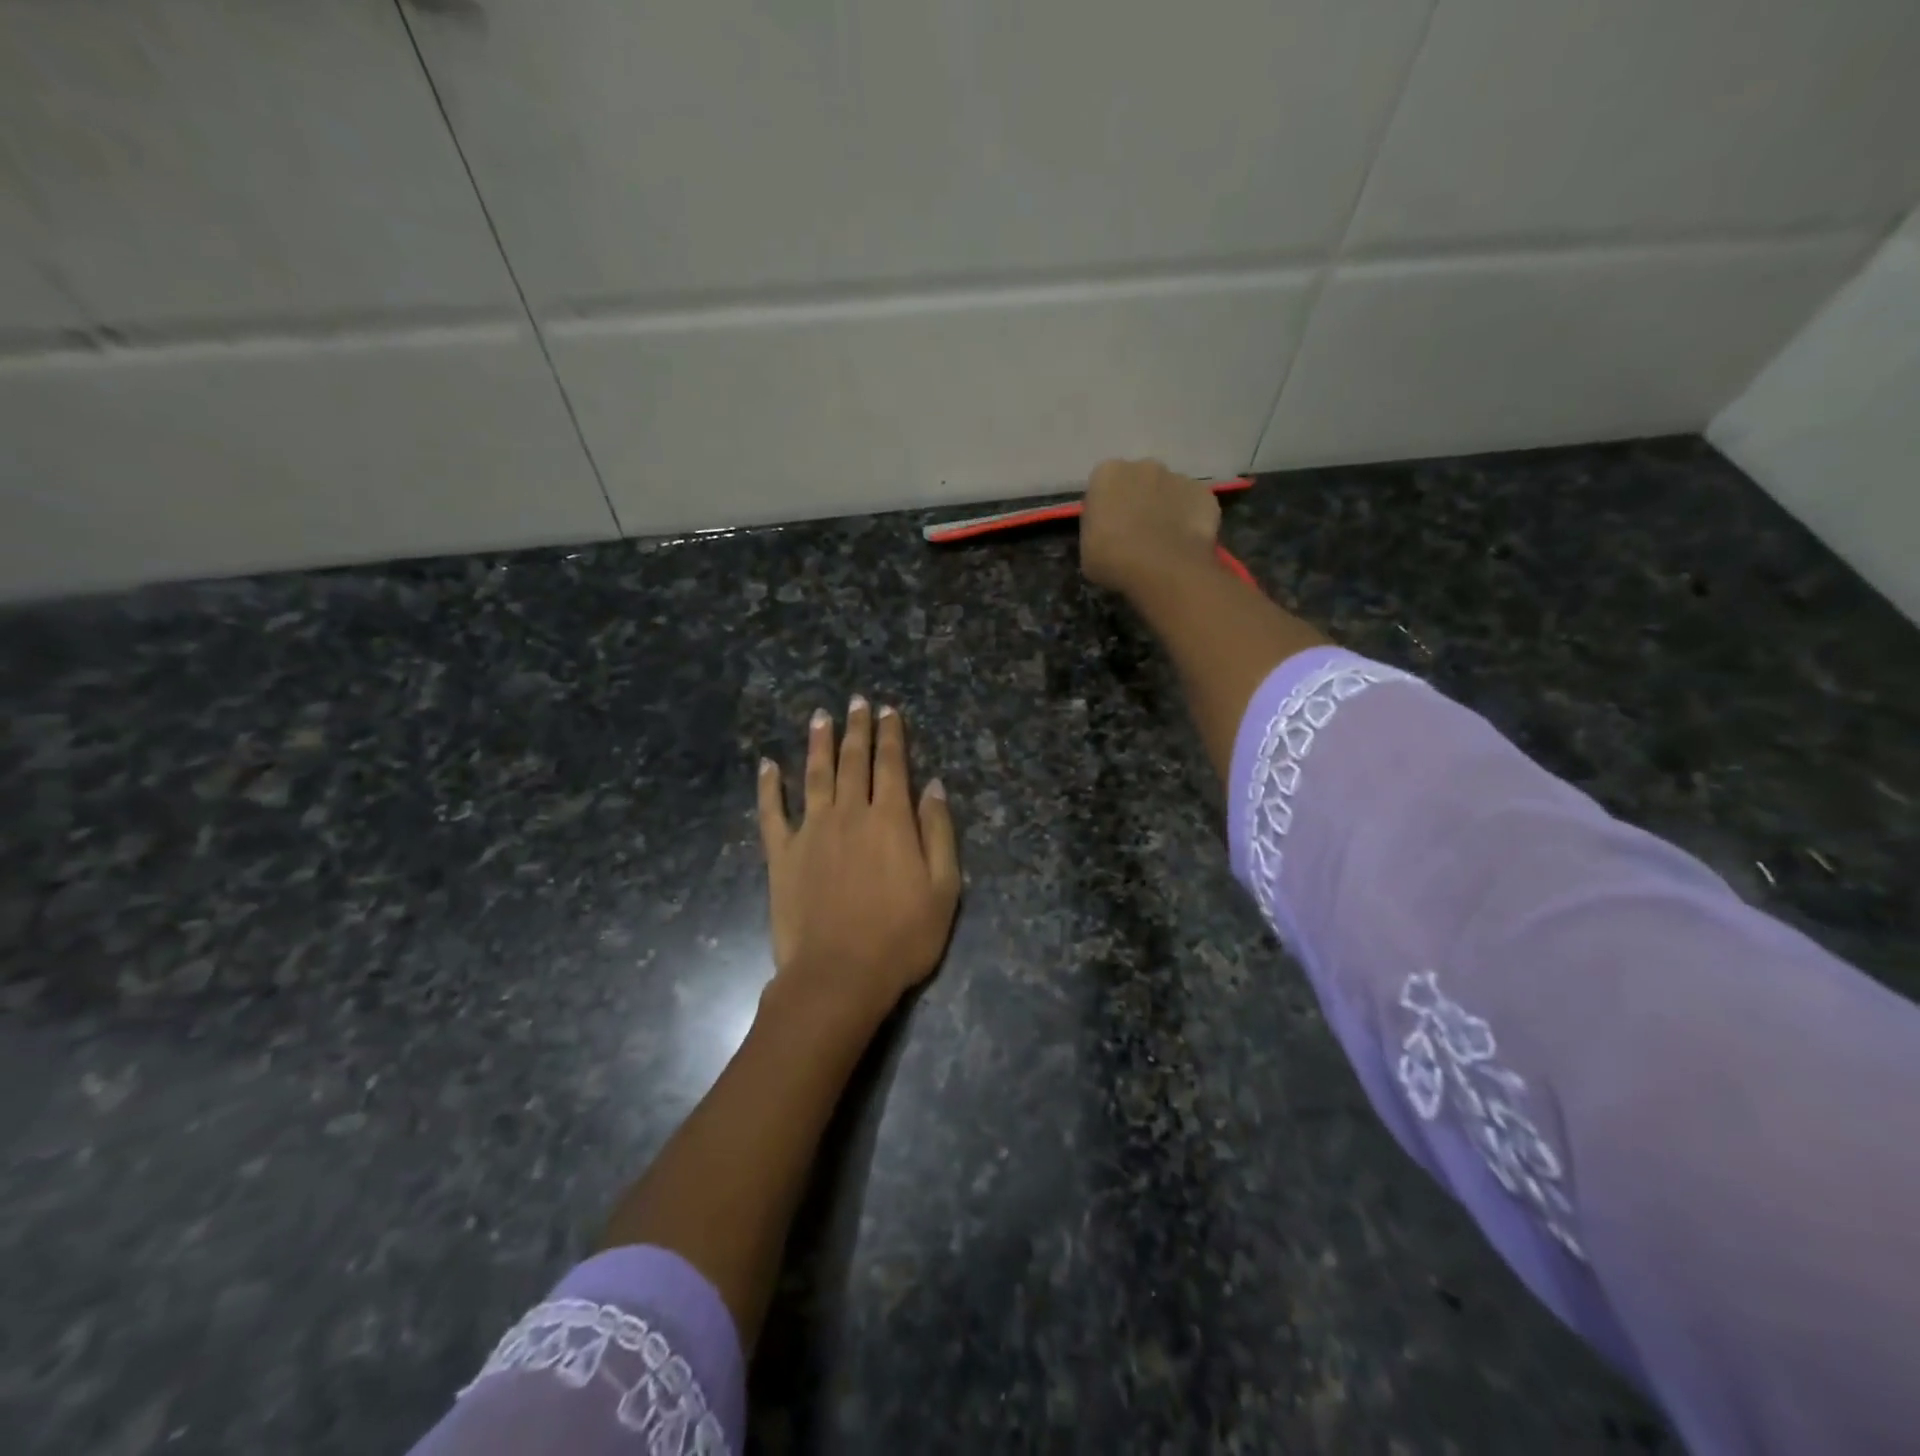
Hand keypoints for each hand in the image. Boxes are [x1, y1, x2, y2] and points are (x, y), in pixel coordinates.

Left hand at [757, 698, 960, 1026]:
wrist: (839, 976)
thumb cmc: (901, 937)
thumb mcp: (943, 889)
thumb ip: (938, 833)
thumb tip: (933, 786)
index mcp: (890, 819)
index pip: (892, 764)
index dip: (891, 735)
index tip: (888, 710)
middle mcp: (849, 813)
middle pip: (853, 761)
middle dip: (856, 728)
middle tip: (855, 701)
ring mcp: (811, 831)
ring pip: (814, 775)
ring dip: (817, 743)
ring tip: (820, 716)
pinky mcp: (781, 854)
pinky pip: (772, 812)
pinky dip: (769, 786)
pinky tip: (767, 765)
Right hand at [1080, 458, 1221, 596]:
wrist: (1162, 569)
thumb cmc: (1113, 559)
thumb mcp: (1086, 547)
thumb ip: (1096, 528)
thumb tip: (1108, 529)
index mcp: (1108, 473)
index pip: (1104, 485)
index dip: (1106, 507)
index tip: (1108, 529)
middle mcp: (1144, 465)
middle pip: (1139, 481)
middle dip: (1138, 500)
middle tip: (1136, 533)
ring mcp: (1178, 477)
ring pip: (1168, 491)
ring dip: (1165, 508)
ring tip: (1164, 541)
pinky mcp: (1205, 493)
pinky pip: (1193, 504)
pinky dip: (1190, 518)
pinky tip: (1184, 542)